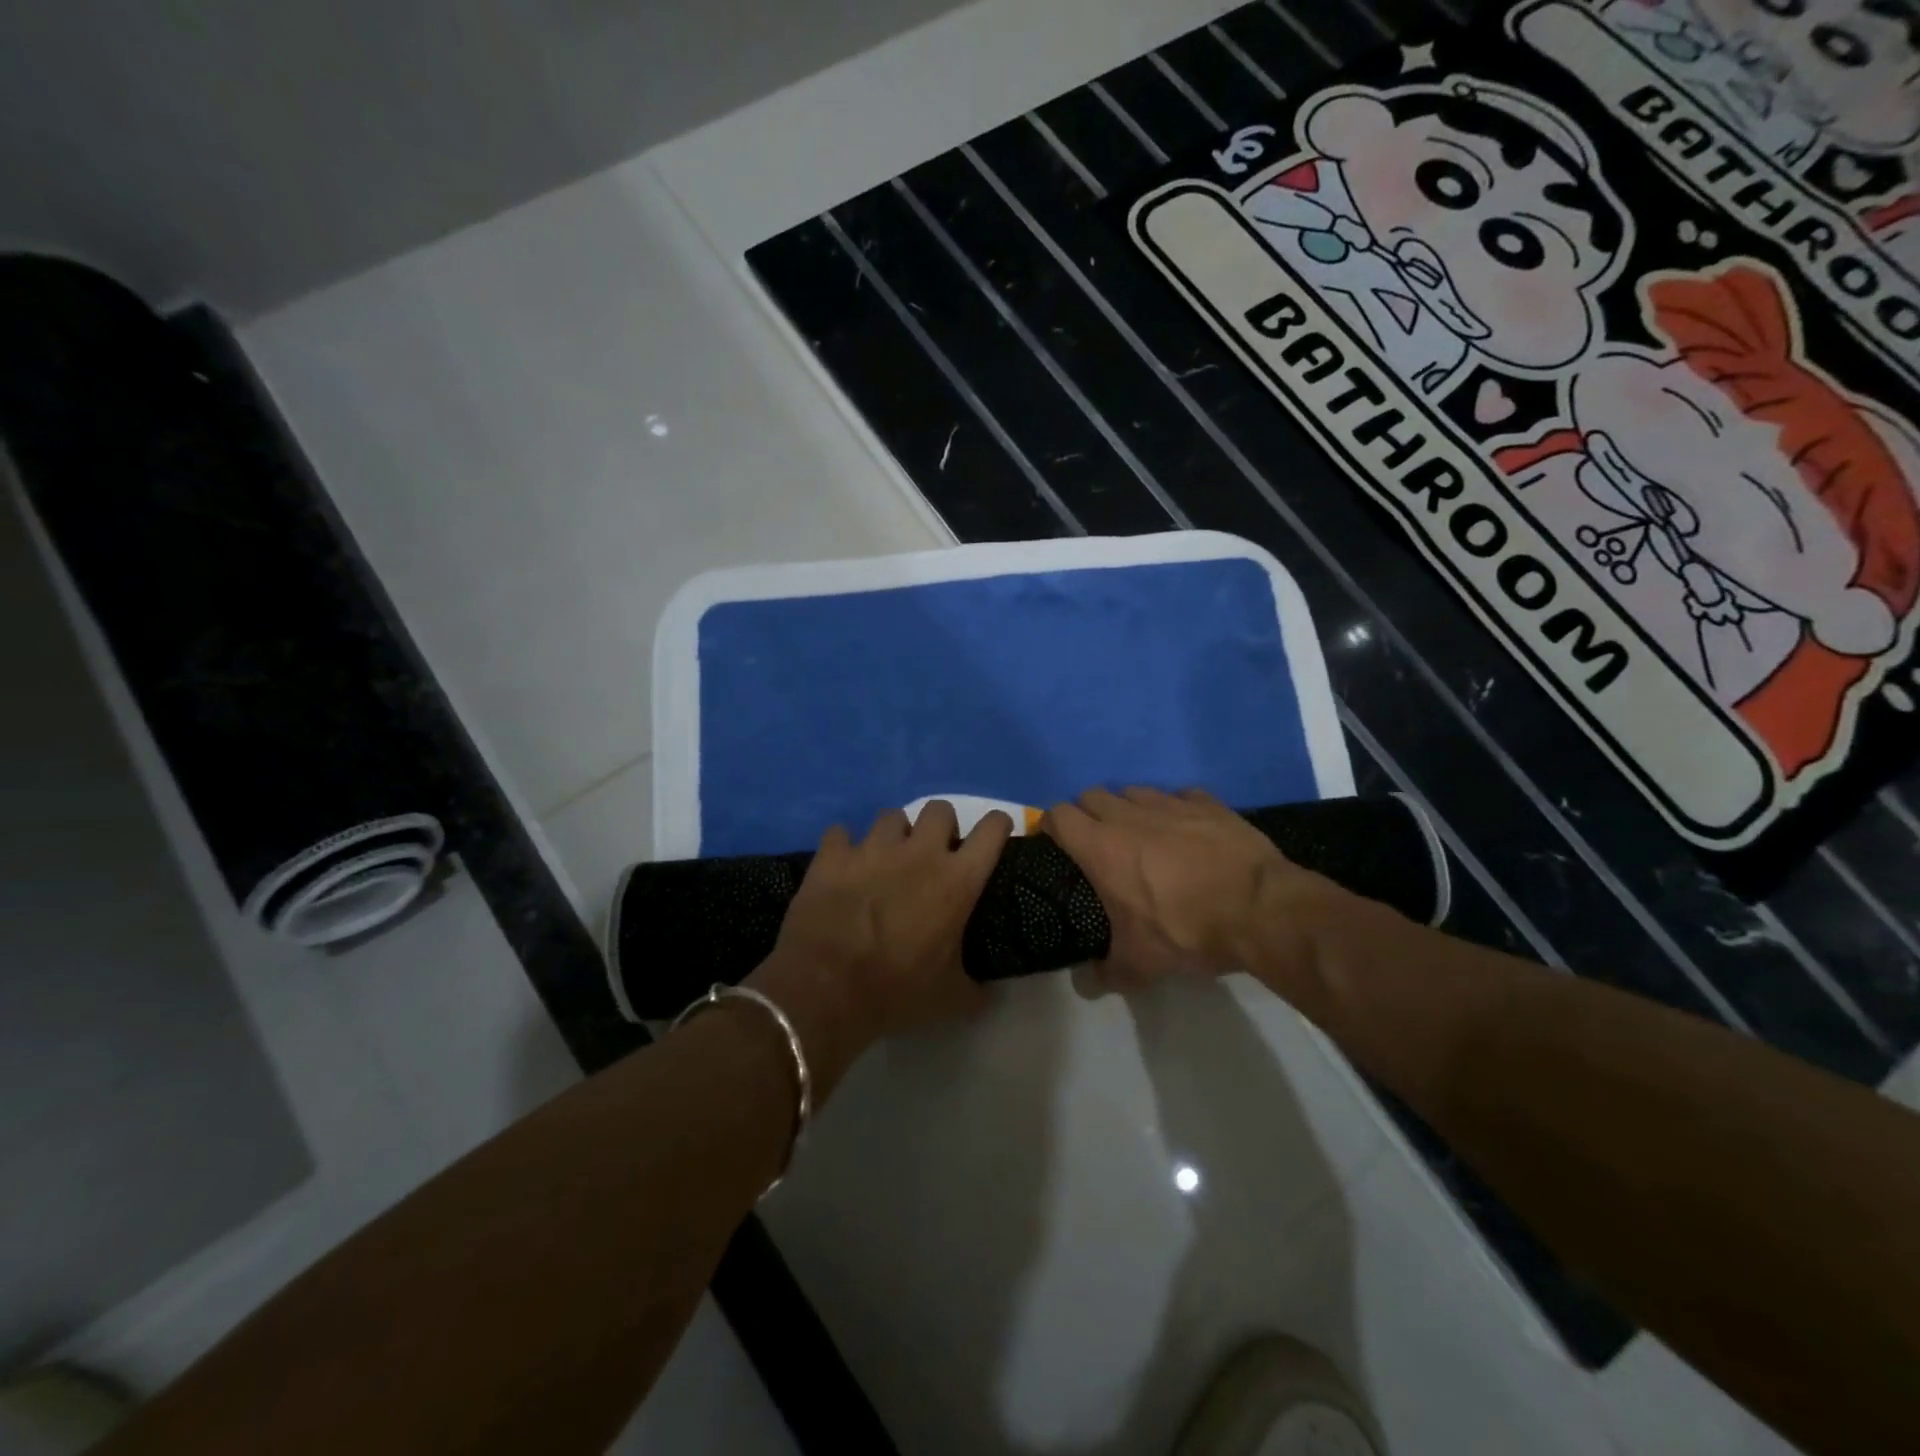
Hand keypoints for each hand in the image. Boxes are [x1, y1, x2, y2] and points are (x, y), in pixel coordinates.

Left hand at [748, 802, 1012, 1080]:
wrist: (825, 989)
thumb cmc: (896, 991)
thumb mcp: (950, 999)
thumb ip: (977, 990)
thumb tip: (990, 996)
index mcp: (956, 881)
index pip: (991, 831)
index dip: (998, 825)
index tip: (996, 833)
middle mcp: (918, 852)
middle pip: (940, 809)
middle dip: (941, 826)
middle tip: (933, 853)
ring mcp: (872, 848)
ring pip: (891, 816)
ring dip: (894, 834)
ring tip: (886, 858)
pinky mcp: (832, 855)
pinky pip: (840, 833)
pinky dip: (843, 846)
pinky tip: (843, 864)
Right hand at [1044, 787, 1342, 1008]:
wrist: (1261, 909)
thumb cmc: (1188, 931)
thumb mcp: (1142, 963)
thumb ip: (1107, 972)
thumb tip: (1087, 985)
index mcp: (1102, 848)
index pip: (1058, 815)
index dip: (1053, 826)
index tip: (1057, 845)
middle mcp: (1129, 816)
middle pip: (1091, 795)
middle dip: (1088, 814)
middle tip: (1099, 844)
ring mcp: (1170, 803)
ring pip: (1133, 791)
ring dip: (1129, 808)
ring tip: (1142, 835)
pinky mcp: (1208, 802)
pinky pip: (1179, 795)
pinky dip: (1175, 808)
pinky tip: (1187, 831)